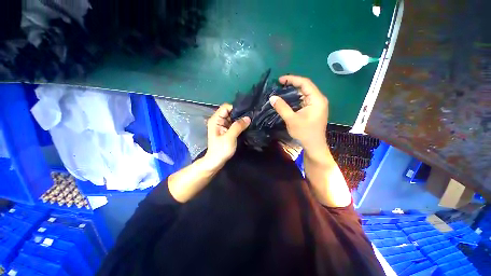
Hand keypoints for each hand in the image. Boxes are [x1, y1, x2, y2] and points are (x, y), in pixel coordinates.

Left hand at [204, 103, 250, 168]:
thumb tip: (248, 117)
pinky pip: (233, 124)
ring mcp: (222, 125)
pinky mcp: (226, 130)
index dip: (236, 108)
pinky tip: (246, 125)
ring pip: (232, 118)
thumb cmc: (221, 150)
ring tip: (249, 120)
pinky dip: (239, 124)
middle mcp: (218, 120)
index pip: (226, 107)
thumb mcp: (230, 137)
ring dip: (240, 119)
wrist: (216, 161)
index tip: (246, 112)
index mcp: (215, 120)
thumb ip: (238, 126)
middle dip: (239, 113)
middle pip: (229, 111)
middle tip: (250, 116)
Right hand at [269, 75, 328, 150]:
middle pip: (305, 87)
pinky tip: (287, 99)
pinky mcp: (313, 110)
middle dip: (292, 84)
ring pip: (304, 93)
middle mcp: (318, 99)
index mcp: (317, 99)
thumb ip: (282, 107)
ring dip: (293, 91)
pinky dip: (295, 98)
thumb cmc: (304, 133)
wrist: (313, 146)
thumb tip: (272, 97)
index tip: (280, 80)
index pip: (305, 83)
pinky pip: (303, 100)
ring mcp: (316, 105)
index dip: (292, 79)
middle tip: (279, 85)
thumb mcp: (291, 120)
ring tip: (281, 90)